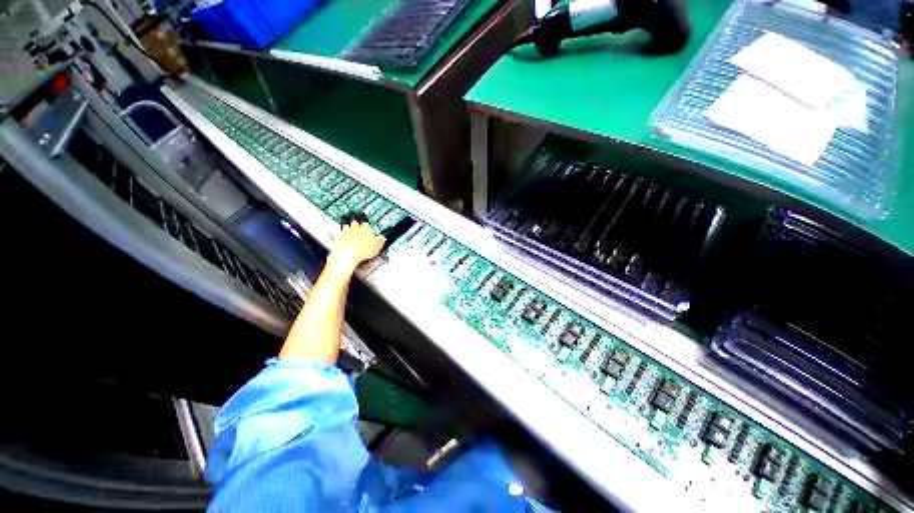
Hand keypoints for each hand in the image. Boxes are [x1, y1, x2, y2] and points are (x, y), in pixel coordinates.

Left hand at [327, 221, 384, 273]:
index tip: (371, 232)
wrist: (347, 255)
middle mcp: (354, 228)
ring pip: (347, 228)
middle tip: (361, 231)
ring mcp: (345, 233)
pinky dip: (341, 237)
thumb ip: (381, 241)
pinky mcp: (337, 239)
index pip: (368, 225)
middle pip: (356, 224)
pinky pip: (340, 235)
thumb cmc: (362, 250)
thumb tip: (383, 239)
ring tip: (352, 235)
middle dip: (358, 226)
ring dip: (349, 230)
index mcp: (365, 228)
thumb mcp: (378, 246)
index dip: (370, 228)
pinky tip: (344, 241)